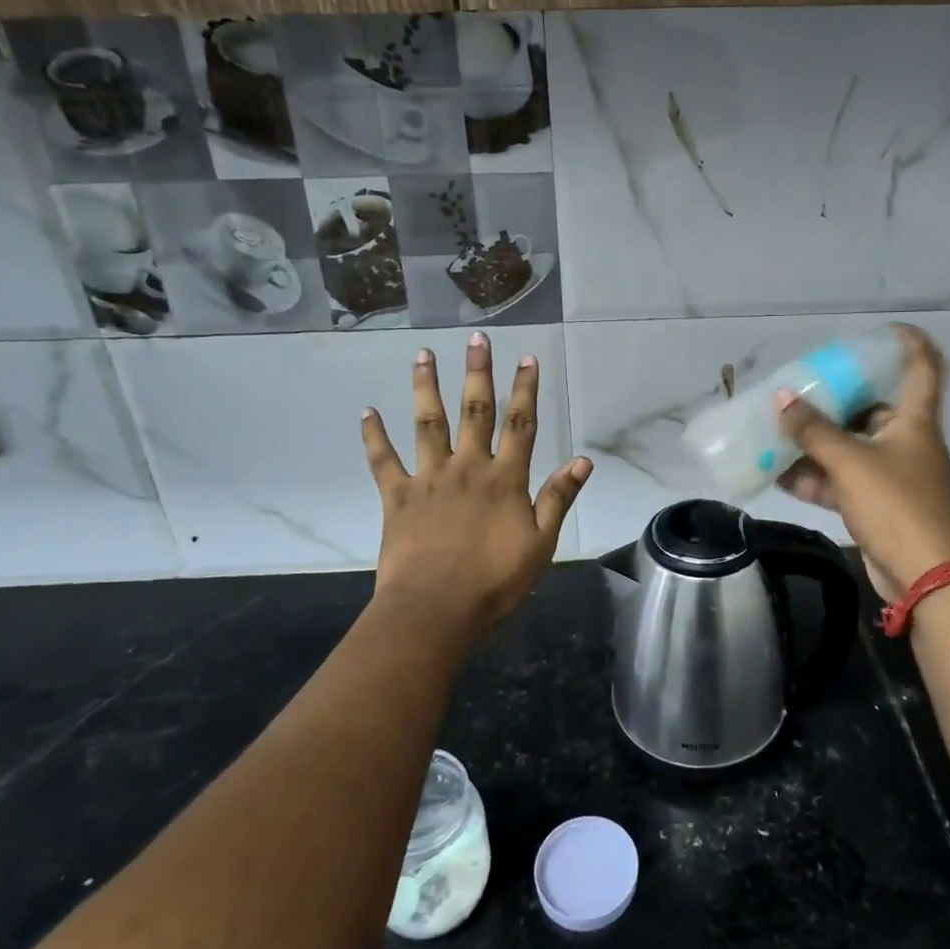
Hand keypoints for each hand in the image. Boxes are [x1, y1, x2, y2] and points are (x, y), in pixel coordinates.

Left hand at [362, 332, 590, 644]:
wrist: (436, 610)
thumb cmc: (495, 581)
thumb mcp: (541, 543)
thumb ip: (558, 498)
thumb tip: (584, 459)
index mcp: (504, 478)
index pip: (520, 424)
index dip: (525, 390)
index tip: (527, 358)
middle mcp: (468, 467)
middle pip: (474, 411)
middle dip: (477, 372)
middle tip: (476, 339)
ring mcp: (430, 478)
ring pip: (428, 424)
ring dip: (426, 387)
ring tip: (422, 355)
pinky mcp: (398, 497)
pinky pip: (384, 461)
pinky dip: (374, 436)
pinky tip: (366, 412)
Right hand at [774, 323, 949, 599]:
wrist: (925, 577)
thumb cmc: (896, 506)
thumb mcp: (850, 463)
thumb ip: (813, 431)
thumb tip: (781, 399)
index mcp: (914, 421)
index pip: (922, 367)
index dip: (908, 343)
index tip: (881, 330)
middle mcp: (905, 442)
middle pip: (871, 409)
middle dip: (833, 401)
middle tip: (798, 389)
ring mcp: (891, 476)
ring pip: (849, 448)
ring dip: (814, 443)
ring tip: (775, 431)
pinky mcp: (876, 505)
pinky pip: (840, 481)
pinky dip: (813, 477)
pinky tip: (777, 475)